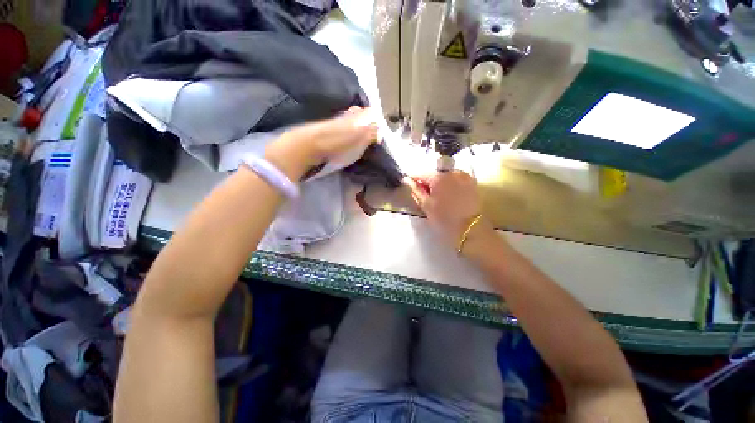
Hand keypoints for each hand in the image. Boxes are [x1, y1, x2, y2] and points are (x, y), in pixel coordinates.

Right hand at [406, 170, 490, 252]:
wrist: (470, 229)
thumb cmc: (444, 219)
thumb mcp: (426, 206)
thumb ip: (416, 191)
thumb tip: (407, 180)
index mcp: (438, 178)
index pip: (420, 174)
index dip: (413, 180)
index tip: (410, 187)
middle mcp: (451, 172)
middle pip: (433, 174)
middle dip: (427, 183)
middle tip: (425, 196)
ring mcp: (463, 176)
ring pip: (445, 176)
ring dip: (439, 183)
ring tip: (438, 196)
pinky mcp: (472, 183)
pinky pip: (455, 179)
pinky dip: (449, 184)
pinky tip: (449, 195)